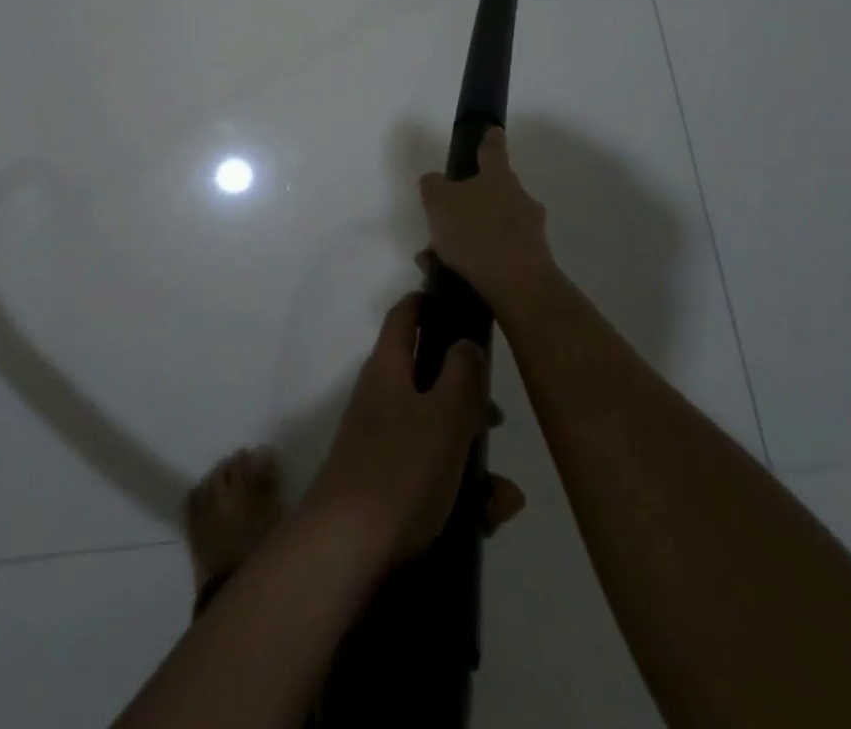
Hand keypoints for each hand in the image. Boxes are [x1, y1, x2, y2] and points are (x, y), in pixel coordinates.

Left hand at [310, 293, 522, 567]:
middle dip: (466, 395)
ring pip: (436, 430)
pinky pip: (432, 472)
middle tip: (496, 417)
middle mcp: (381, 396)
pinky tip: (488, 518)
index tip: (458, 301)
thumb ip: (462, 374)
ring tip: (502, 493)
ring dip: (471, 454)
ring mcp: (381, 439)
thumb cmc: (400, 470)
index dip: (427, 302)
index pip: (404, 316)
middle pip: (428, 376)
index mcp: (388, 368)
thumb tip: (466, 342)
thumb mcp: (444, 416)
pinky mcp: (387, 481)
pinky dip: (461, 489)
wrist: (348, 549)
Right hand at [418, 128, 556, 316]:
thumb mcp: (439, 202)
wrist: (518, 285)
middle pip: (495, 190)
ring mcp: (530, 230)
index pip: (493, 150)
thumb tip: (434, 180)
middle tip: (446, 216)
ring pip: (494, 224)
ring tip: (437, 256)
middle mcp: (519, 198)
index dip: (490, 139)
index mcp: (498, 177)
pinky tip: (453, 274)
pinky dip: (478, 259)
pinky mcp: (533, 260)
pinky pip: (499, 252)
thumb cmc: (476, 232)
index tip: (494, 130)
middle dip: (472, 201)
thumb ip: (433, 186)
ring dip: (470, 235)